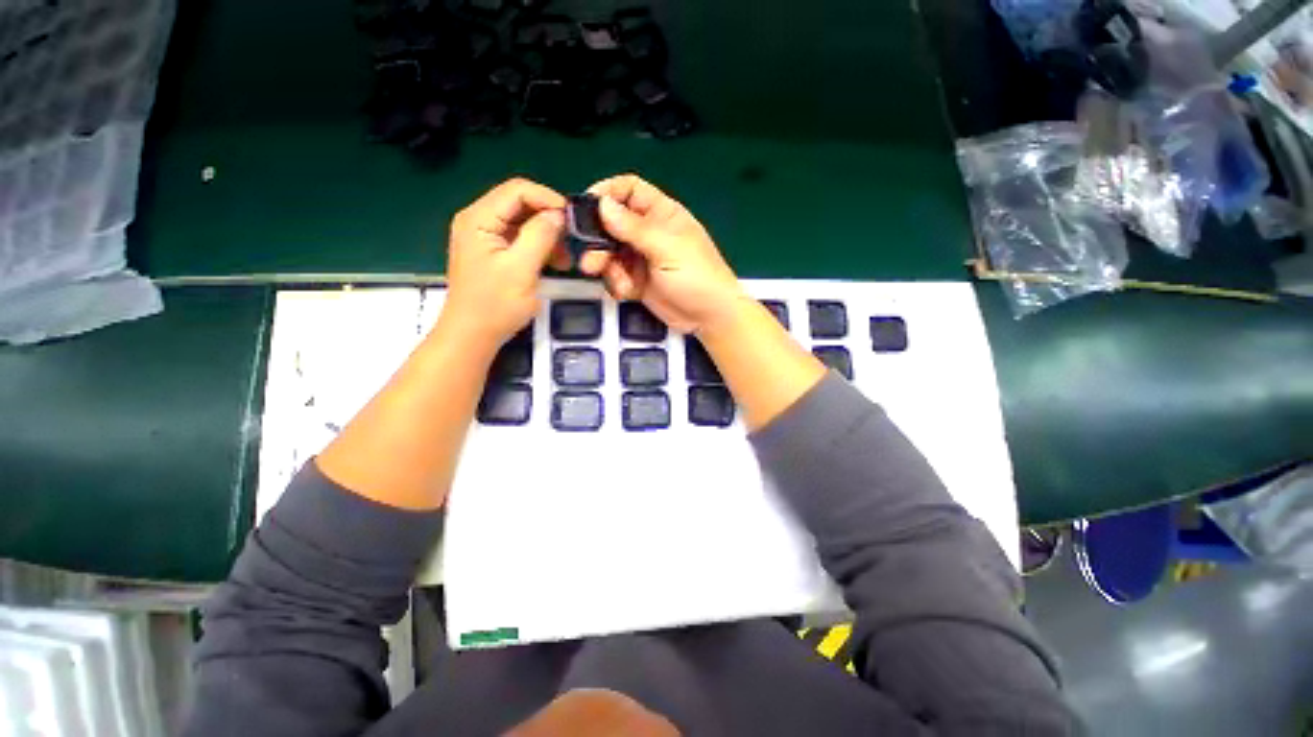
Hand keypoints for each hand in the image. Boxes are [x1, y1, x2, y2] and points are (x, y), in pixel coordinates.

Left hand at [443, 178, 569, 347]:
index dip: (548, 199)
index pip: (517, 190)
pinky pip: (520, 239)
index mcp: (479, 219)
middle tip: (572, 242)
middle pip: (520, 204)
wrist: (473, 336)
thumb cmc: (494, 305)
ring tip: (565, 260)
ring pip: (523, 222)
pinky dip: (539, 248)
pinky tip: (554, 264)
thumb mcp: (521, 269)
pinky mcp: (493, 252)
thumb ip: (539, 236)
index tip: (572, 220)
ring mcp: (485, 237)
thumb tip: (559, 214)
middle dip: (549, 220)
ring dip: (547, 236)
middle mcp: (479, 220)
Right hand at [581, 174, 746, 334]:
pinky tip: (627, 292)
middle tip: (590, 258)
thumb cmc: (696, 276)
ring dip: (605, 265)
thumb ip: (633, 228)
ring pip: (609, 252)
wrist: (708, 317)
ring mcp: (641, 258)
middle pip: (611, 224)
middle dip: (598, 239)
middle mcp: (647, 233)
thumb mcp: (666, 248)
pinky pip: (615, 276)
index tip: (586, 208)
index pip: (629, 190)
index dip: (607, 193)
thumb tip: (602, 203)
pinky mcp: (636, 281)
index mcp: (661, 214)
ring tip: (610, 278)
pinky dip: (616, 284)